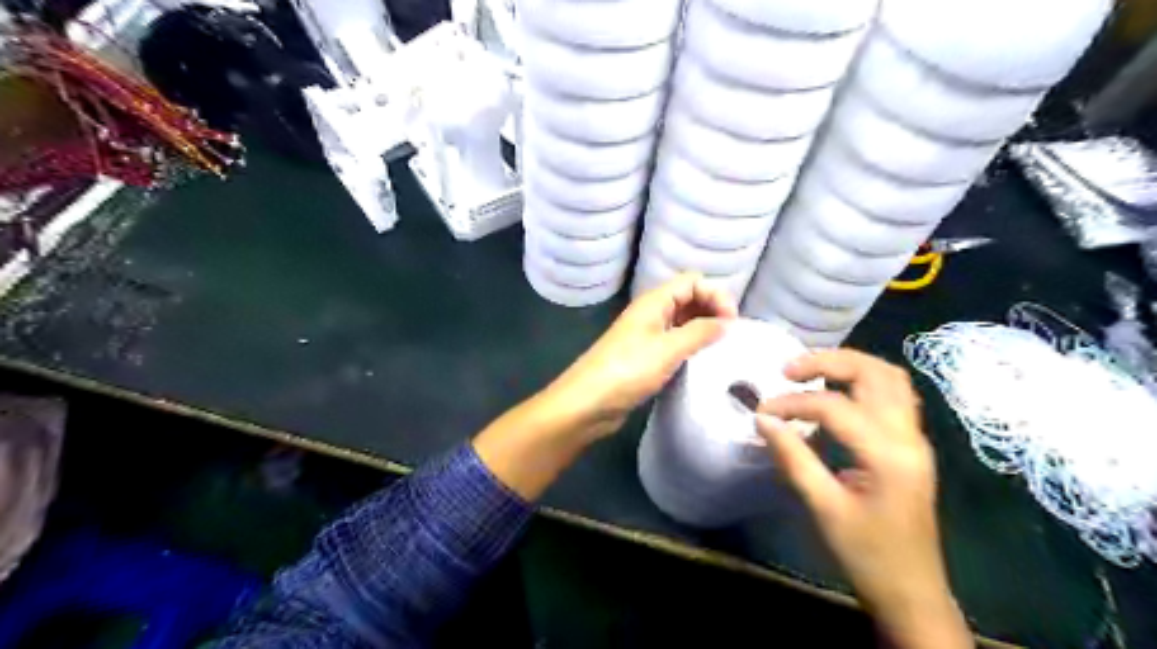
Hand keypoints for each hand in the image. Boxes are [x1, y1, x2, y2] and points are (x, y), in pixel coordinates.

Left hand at [473, 274, 734, 501]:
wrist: (587, 404)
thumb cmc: (627, 370)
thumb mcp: (668, 349)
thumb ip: (700, 332)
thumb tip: (726, 323)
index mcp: (653, 302)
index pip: (692, 281)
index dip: (716, 294)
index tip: (732, 322)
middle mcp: (651, 314)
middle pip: (688, 298)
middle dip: (712, 310)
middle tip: (730, 336)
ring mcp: (647, 336)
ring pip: (682, 322)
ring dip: (703, 329)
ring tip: (722, 349)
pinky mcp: (645, 358)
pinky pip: (674, 344)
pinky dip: (691, 347)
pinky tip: (702, 362)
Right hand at [762, 350, 968, 648]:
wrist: (912, 592)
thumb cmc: (866, 554)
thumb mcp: (823, 508)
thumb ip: (793, 458)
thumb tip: (763, 419)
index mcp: (888, 454)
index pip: (835, 406)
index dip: (793, 404)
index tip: (762, 412)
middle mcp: (909, 436)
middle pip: (875, 373)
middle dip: (829, 361)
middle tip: (789, 371)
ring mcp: (915, 439)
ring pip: (890, 378)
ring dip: (850, 366)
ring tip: (810, 373)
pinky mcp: (912, 446)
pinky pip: (893, 396)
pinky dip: (863, 382)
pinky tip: (837, 393)